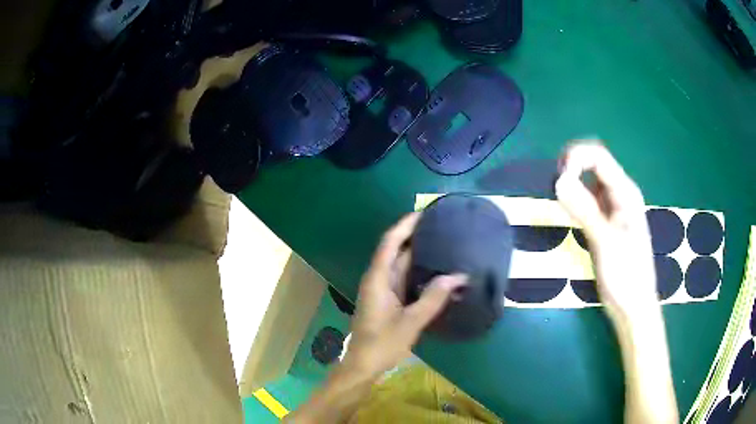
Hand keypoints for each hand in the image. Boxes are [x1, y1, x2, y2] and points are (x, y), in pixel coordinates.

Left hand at [343, 213, 466, 377]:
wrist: (363, 366)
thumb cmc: (382, 344)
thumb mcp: (410, 322)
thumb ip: (433, 298)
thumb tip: (457, 276)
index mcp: (378, 279)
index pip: (390, 243)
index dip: (405, 225)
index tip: (424, 214)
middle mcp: (378, 280)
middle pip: (396, 251)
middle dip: (415, 237)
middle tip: (441, 228)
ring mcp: (382, 291)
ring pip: (401, 266)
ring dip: (419, 255)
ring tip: (444, 245)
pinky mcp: (388, 302)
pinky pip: (404, 280)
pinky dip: (419, 273)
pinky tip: (436, 273)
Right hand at [555, 141, 657, 321]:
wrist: (633, 306)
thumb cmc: (626, 276)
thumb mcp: (605, 243)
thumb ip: (584, 210)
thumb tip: (559, 181)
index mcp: (626, 193)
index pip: (598, 157)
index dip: (576, 158)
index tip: (559, 181)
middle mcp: (620, 194)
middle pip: (594, 162)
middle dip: (572, 166)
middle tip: (555, 187)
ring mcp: (614, 207)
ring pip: (590, 180)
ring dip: (573, 182)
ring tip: (559, 198)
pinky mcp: (606, 221)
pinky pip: (589, 198)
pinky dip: (576, 198)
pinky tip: (568, 209)